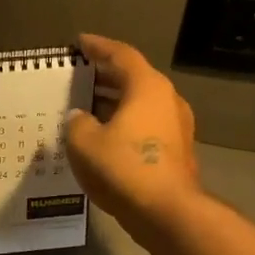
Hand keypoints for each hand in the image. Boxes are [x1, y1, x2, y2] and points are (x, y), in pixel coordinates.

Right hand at [65, 34, 202, 234]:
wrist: (166, 212)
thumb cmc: (123, 168)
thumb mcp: (84, 142)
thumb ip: (77, 123)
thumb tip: (80, 117)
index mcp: (147, 87)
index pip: (121, 55)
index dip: (98, 47)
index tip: (80, 42)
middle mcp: (167, 100)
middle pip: (134, 79)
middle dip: (106, 77)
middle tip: (80, 77)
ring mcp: (176, 127)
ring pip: (140, 104)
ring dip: (115, 103)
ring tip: (87, 108)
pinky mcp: (176, 151)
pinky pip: (145, 126)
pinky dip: (124, 124)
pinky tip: (104, 138)